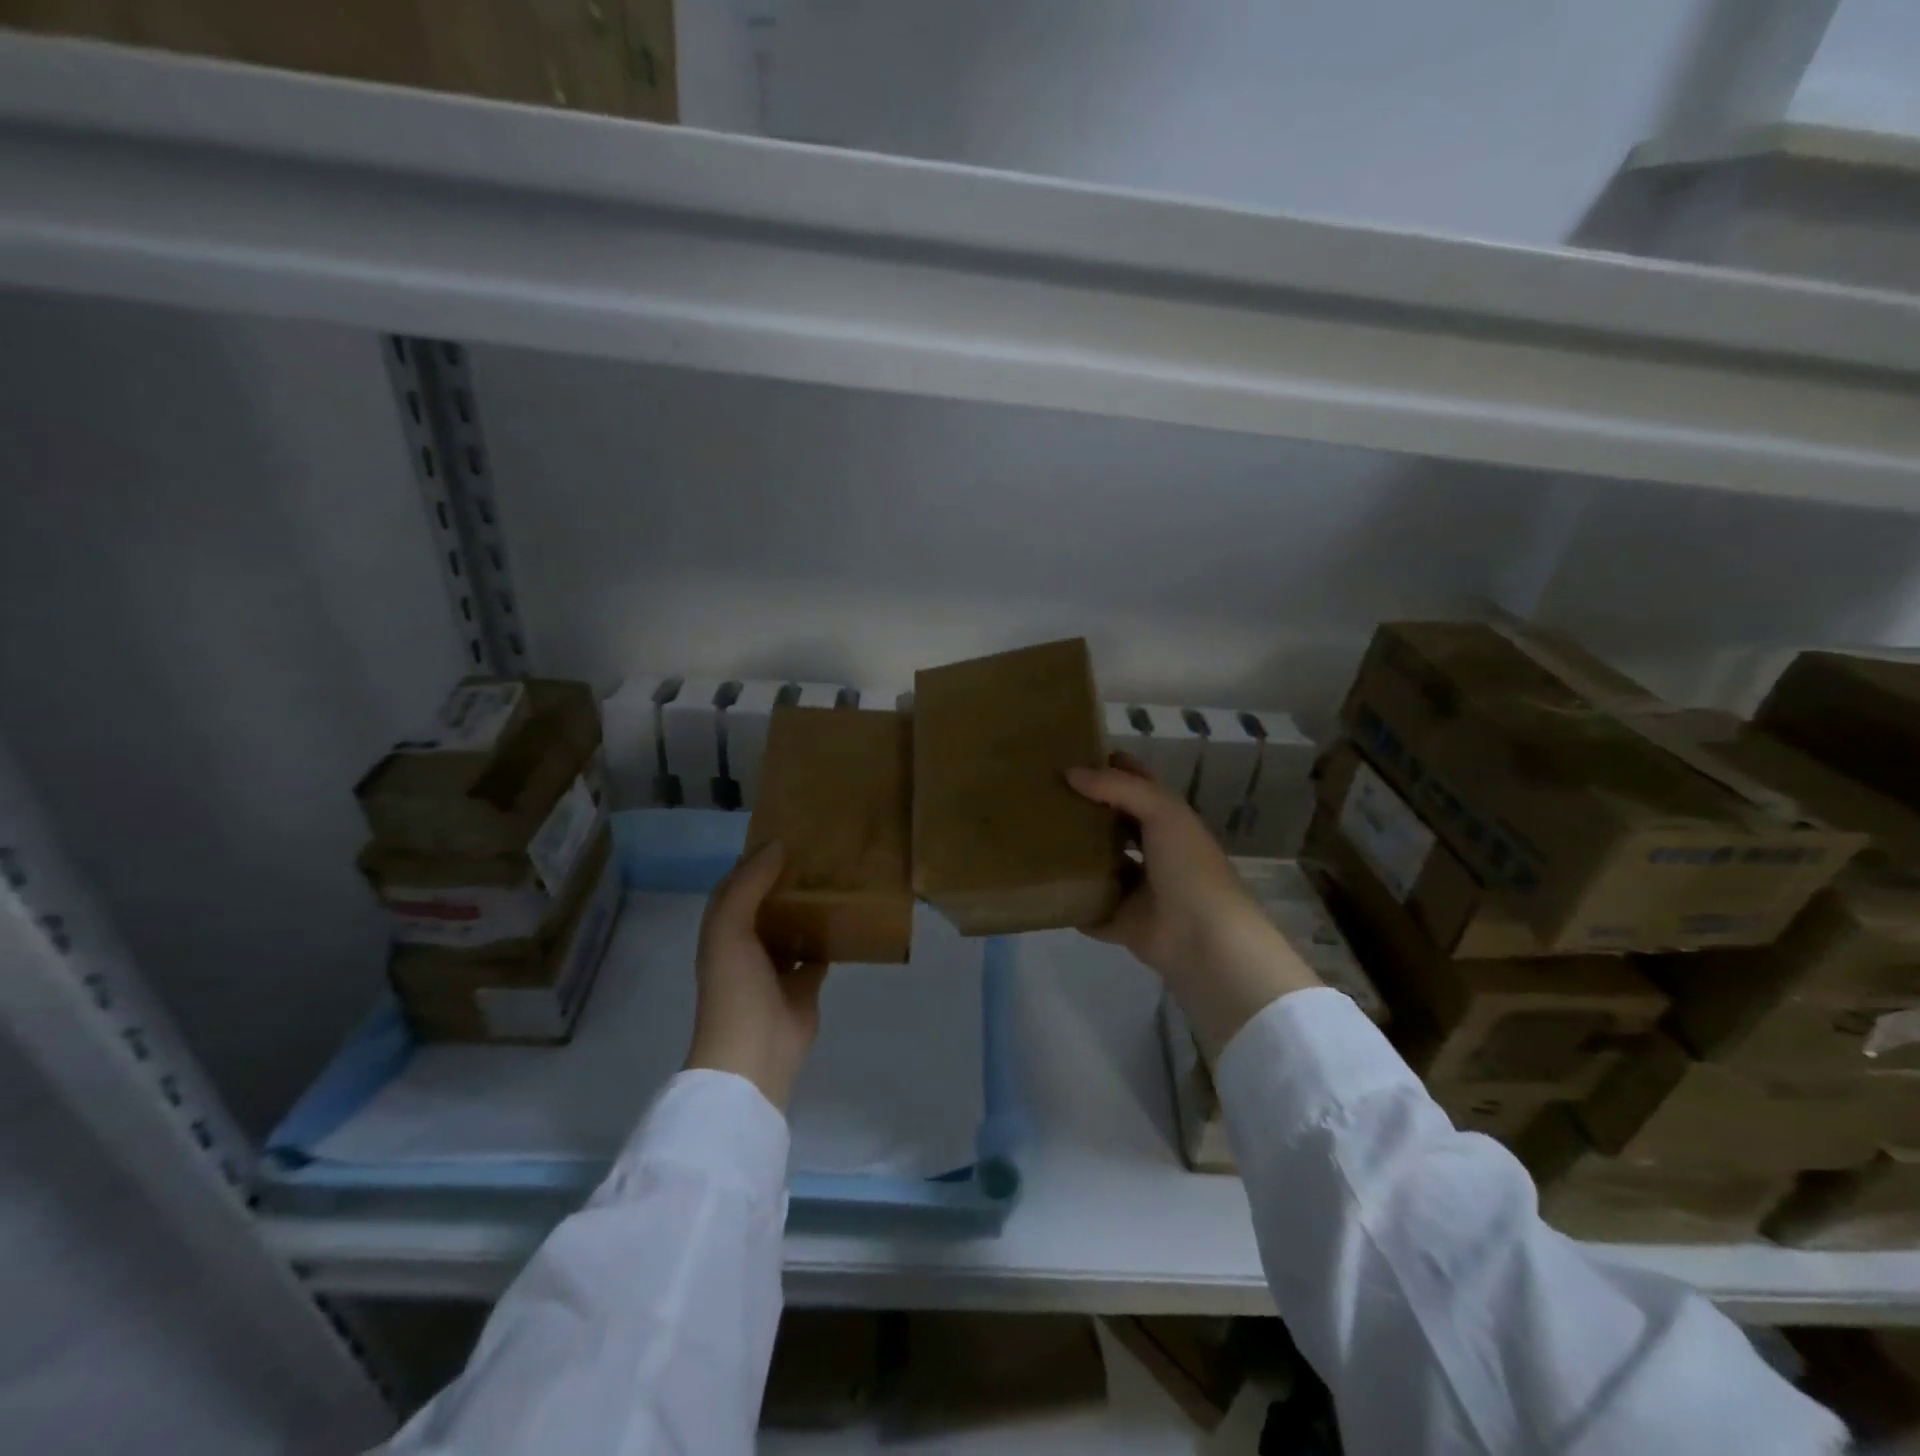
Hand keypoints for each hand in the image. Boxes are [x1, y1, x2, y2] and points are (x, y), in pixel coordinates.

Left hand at [684, 843, 828, 1112]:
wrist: (754, 1052)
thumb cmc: (735, 986)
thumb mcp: (730, 927)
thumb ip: (749, 884)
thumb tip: (777, 845)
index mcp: (724, 929)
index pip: (737, 884)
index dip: (756, 859)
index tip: (786, 832)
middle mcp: (748, 943)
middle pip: (769, 902)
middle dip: (788, 878)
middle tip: (820, 849)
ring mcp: (777, 965)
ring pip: (795, 924)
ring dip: (810, 905)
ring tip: (837, 874)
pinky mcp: (805, 983)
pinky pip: (819, 950)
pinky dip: (831, 935)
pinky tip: (849, 913)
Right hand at [1068, 754, 1320, 1055]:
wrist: (1204, 939)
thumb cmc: (1188, 866)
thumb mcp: (1162, 812)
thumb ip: (1117, 787)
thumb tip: (1069, 773)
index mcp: (1167, 821)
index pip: (1135, 784)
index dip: (1110, 767)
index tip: (1070, 754)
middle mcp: (1152, 851)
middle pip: (1112, 824)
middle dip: (1084, 810)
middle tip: (1040, 794)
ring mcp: (1137, 889)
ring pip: (1099, 866)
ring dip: (1075, 856)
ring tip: (1032, 836)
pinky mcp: (1121, 922)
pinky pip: (1090, 908)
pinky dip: (1072, 901)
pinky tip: (1041, 885)